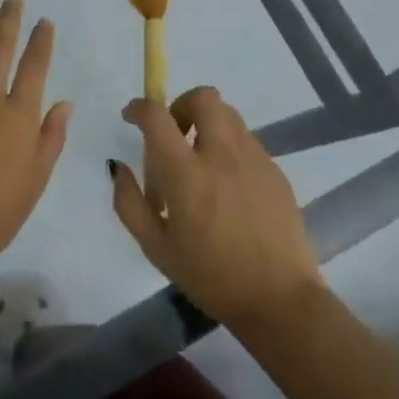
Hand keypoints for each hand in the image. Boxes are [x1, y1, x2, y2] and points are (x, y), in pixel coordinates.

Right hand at [111, 86, 324, 329]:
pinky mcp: (275, 170)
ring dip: (207, 125)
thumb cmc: (211, 278)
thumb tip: (118, 166)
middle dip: (181, 105)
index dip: (139, 108)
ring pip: (228, 115)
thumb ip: (129, 203)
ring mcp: (254, 159)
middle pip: (203, 97)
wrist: (280, 300)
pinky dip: (229, 147)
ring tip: (201, 162)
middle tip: (174, 135)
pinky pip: (246, 140)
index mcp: (187, 175)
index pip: (157, 117)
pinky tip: (227, 186)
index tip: (131, 117)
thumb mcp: (156, 248)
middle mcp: (221, 155)